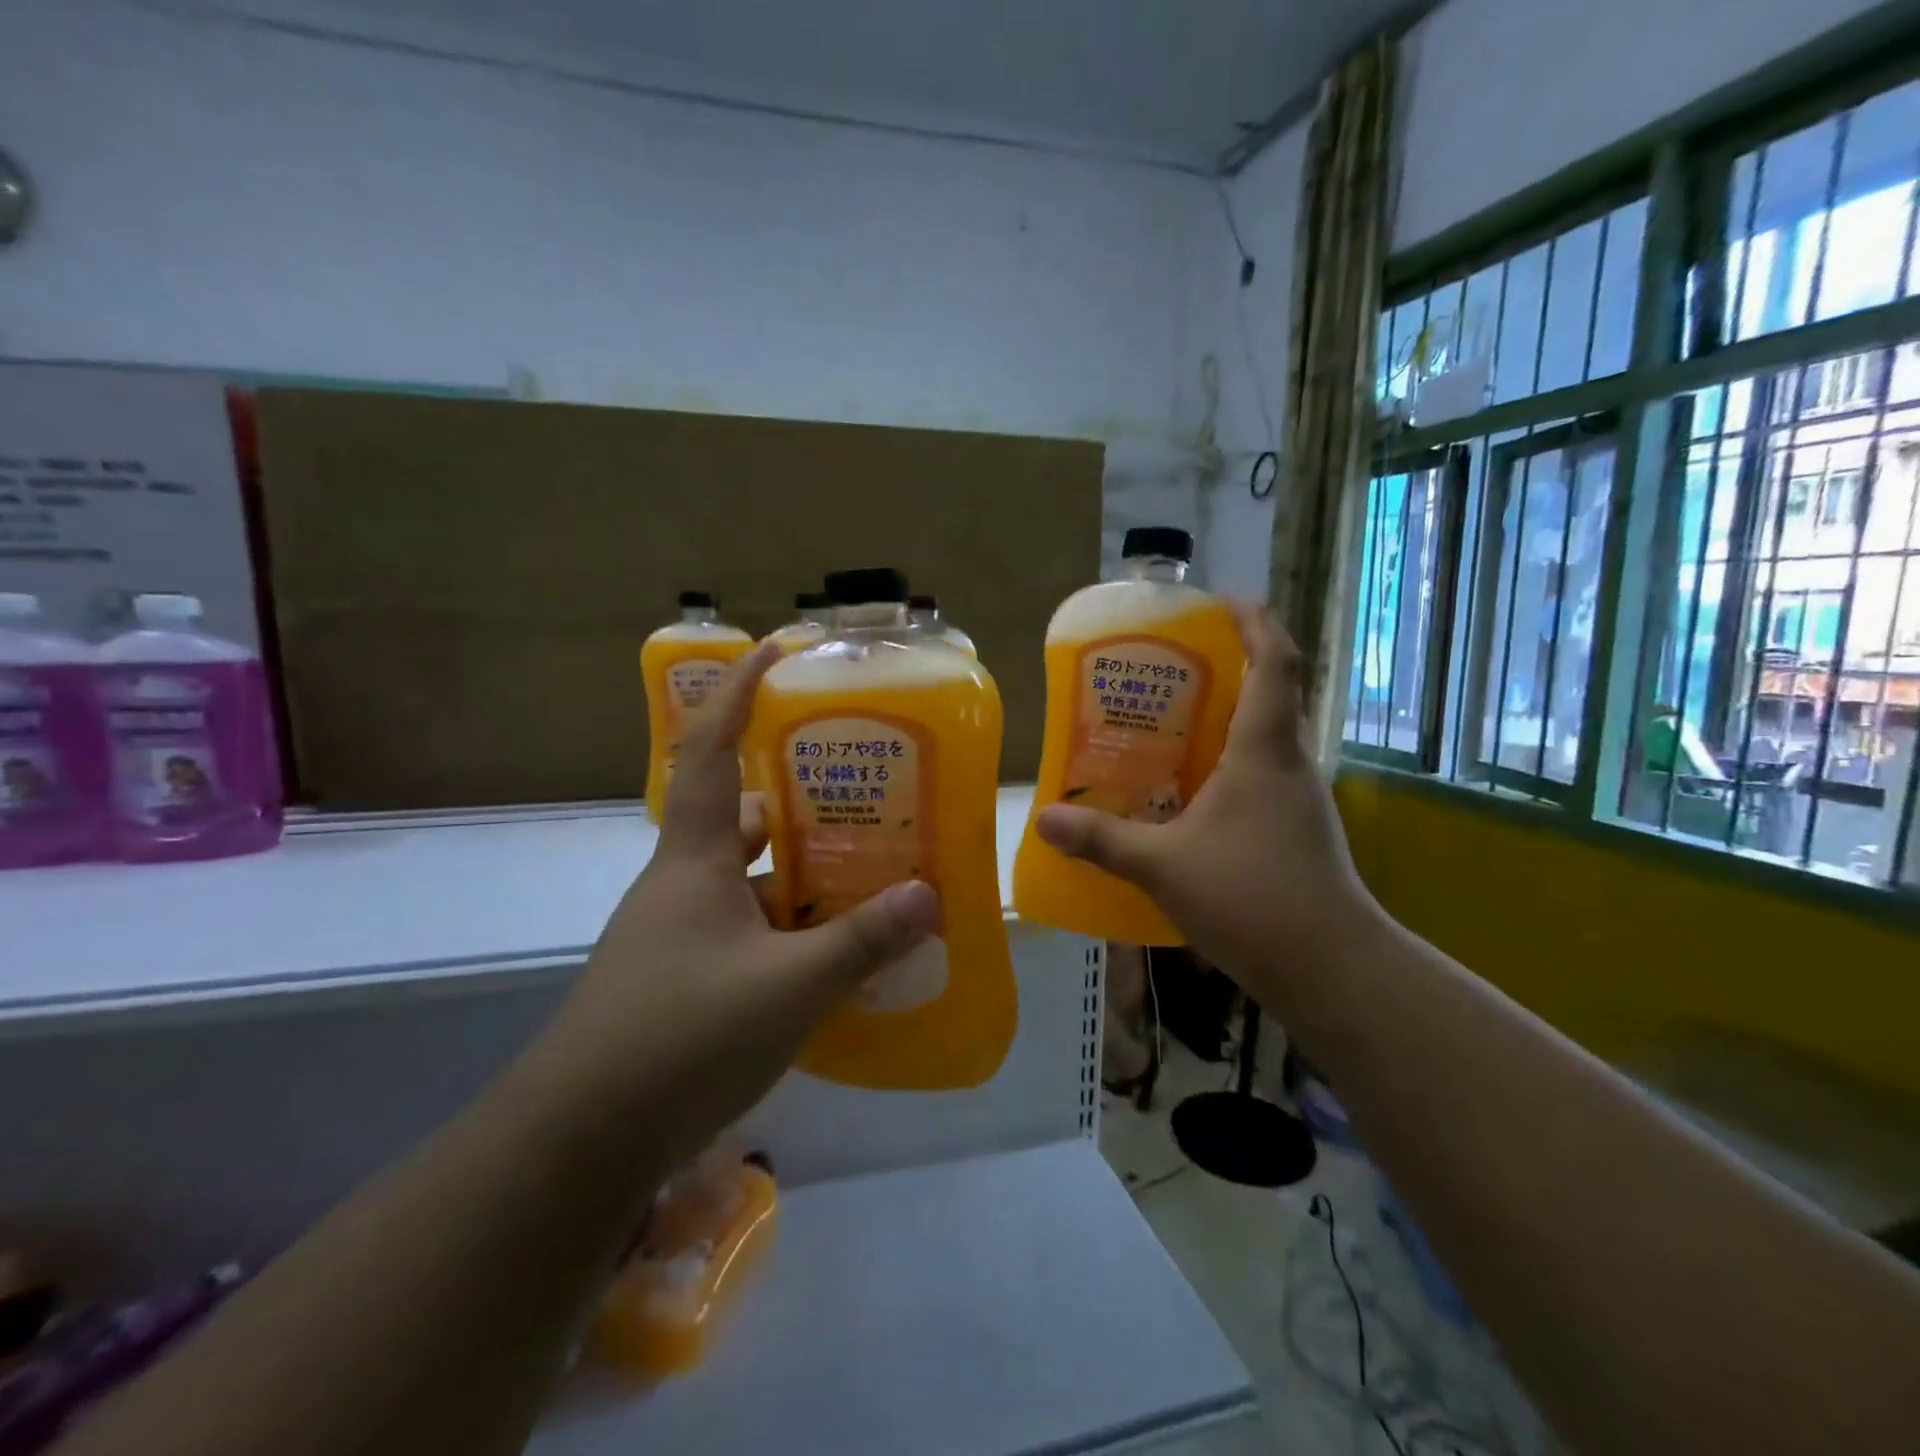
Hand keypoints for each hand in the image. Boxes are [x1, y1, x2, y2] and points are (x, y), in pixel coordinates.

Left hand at [541, 640, 939, 1166]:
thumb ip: (862, 941)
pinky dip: (784, 924)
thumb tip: (929, 896)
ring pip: (746, 877)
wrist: (579, 1141)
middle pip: (739, 814)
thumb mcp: (789, 987)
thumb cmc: (680, 1037)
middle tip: (857, 786)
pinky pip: (743, 927)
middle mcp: (680, 883)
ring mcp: (676, 932)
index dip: (737, 694)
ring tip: (860, 865)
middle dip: (794, 793)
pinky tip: (826, 947)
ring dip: (795, 867)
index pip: (709, 750)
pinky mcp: (679, 978)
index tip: (773, 651)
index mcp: (695, 859)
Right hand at [1035, 603, 1378, 988]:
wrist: (1333, 969)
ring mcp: (1297, 800)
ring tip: (1165, 727)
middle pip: (1268, 695)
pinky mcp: (1295, 831)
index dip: (1255, 621)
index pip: (1275, 662)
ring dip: (1222, 722)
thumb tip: (1044, 819)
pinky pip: (1258, 777)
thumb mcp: (1164, 866)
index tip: (1222, 600)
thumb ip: (1103, 840)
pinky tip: (1185, 794)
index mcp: (1265, 751)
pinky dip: (1225, 767)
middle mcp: (1289, 764)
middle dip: (1227, 669)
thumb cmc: (1252, 898)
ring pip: (1262, 740)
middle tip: (1167, 670)